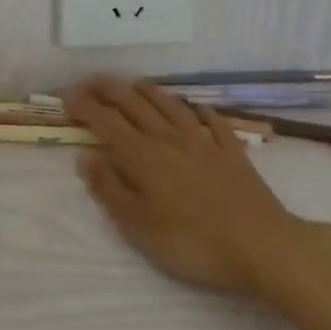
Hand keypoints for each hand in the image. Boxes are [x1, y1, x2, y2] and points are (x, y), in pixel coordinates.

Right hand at [66, 77, 323, 302]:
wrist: (264, 247)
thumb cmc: (194, 243)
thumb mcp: (140, 227)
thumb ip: (110, 189)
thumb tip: (86, 156)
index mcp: (142, 156)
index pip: (105, 121)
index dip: (84, 106)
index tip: (66, 98)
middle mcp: (168, 138)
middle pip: (133, 104)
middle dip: (108, 89)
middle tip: (90, 82)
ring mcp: (203, 141)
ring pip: (169, 104)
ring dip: (146, 91)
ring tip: (132, 83)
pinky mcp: (231, 150)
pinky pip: (211, 120)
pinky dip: (198, 109)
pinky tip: (194, 107)